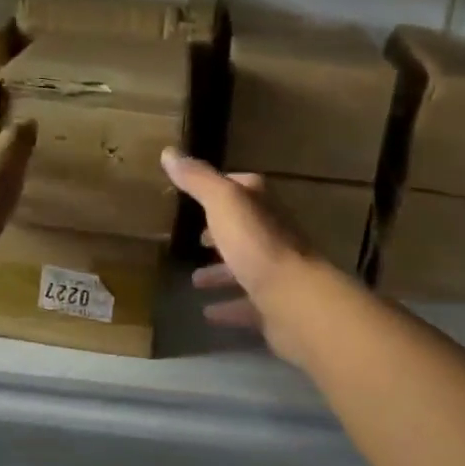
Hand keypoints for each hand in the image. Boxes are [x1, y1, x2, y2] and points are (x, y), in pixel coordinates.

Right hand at [161, 147, 323, 358]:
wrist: (295, 300)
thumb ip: (198, 180)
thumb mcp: (223, 203)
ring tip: (195, 280)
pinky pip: (247, 305)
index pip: (244, 187)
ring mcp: (277, 272)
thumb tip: (169, 152)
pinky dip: (228, 306)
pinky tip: (208, 313)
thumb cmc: (257, 244)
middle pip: (245, 229)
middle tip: (196, 241)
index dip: (222, 189)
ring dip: (222, 272)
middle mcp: (274, 234)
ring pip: (245, 267)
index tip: (197, 196)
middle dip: (221, 233)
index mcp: (263, 206)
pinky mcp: (275, 306)